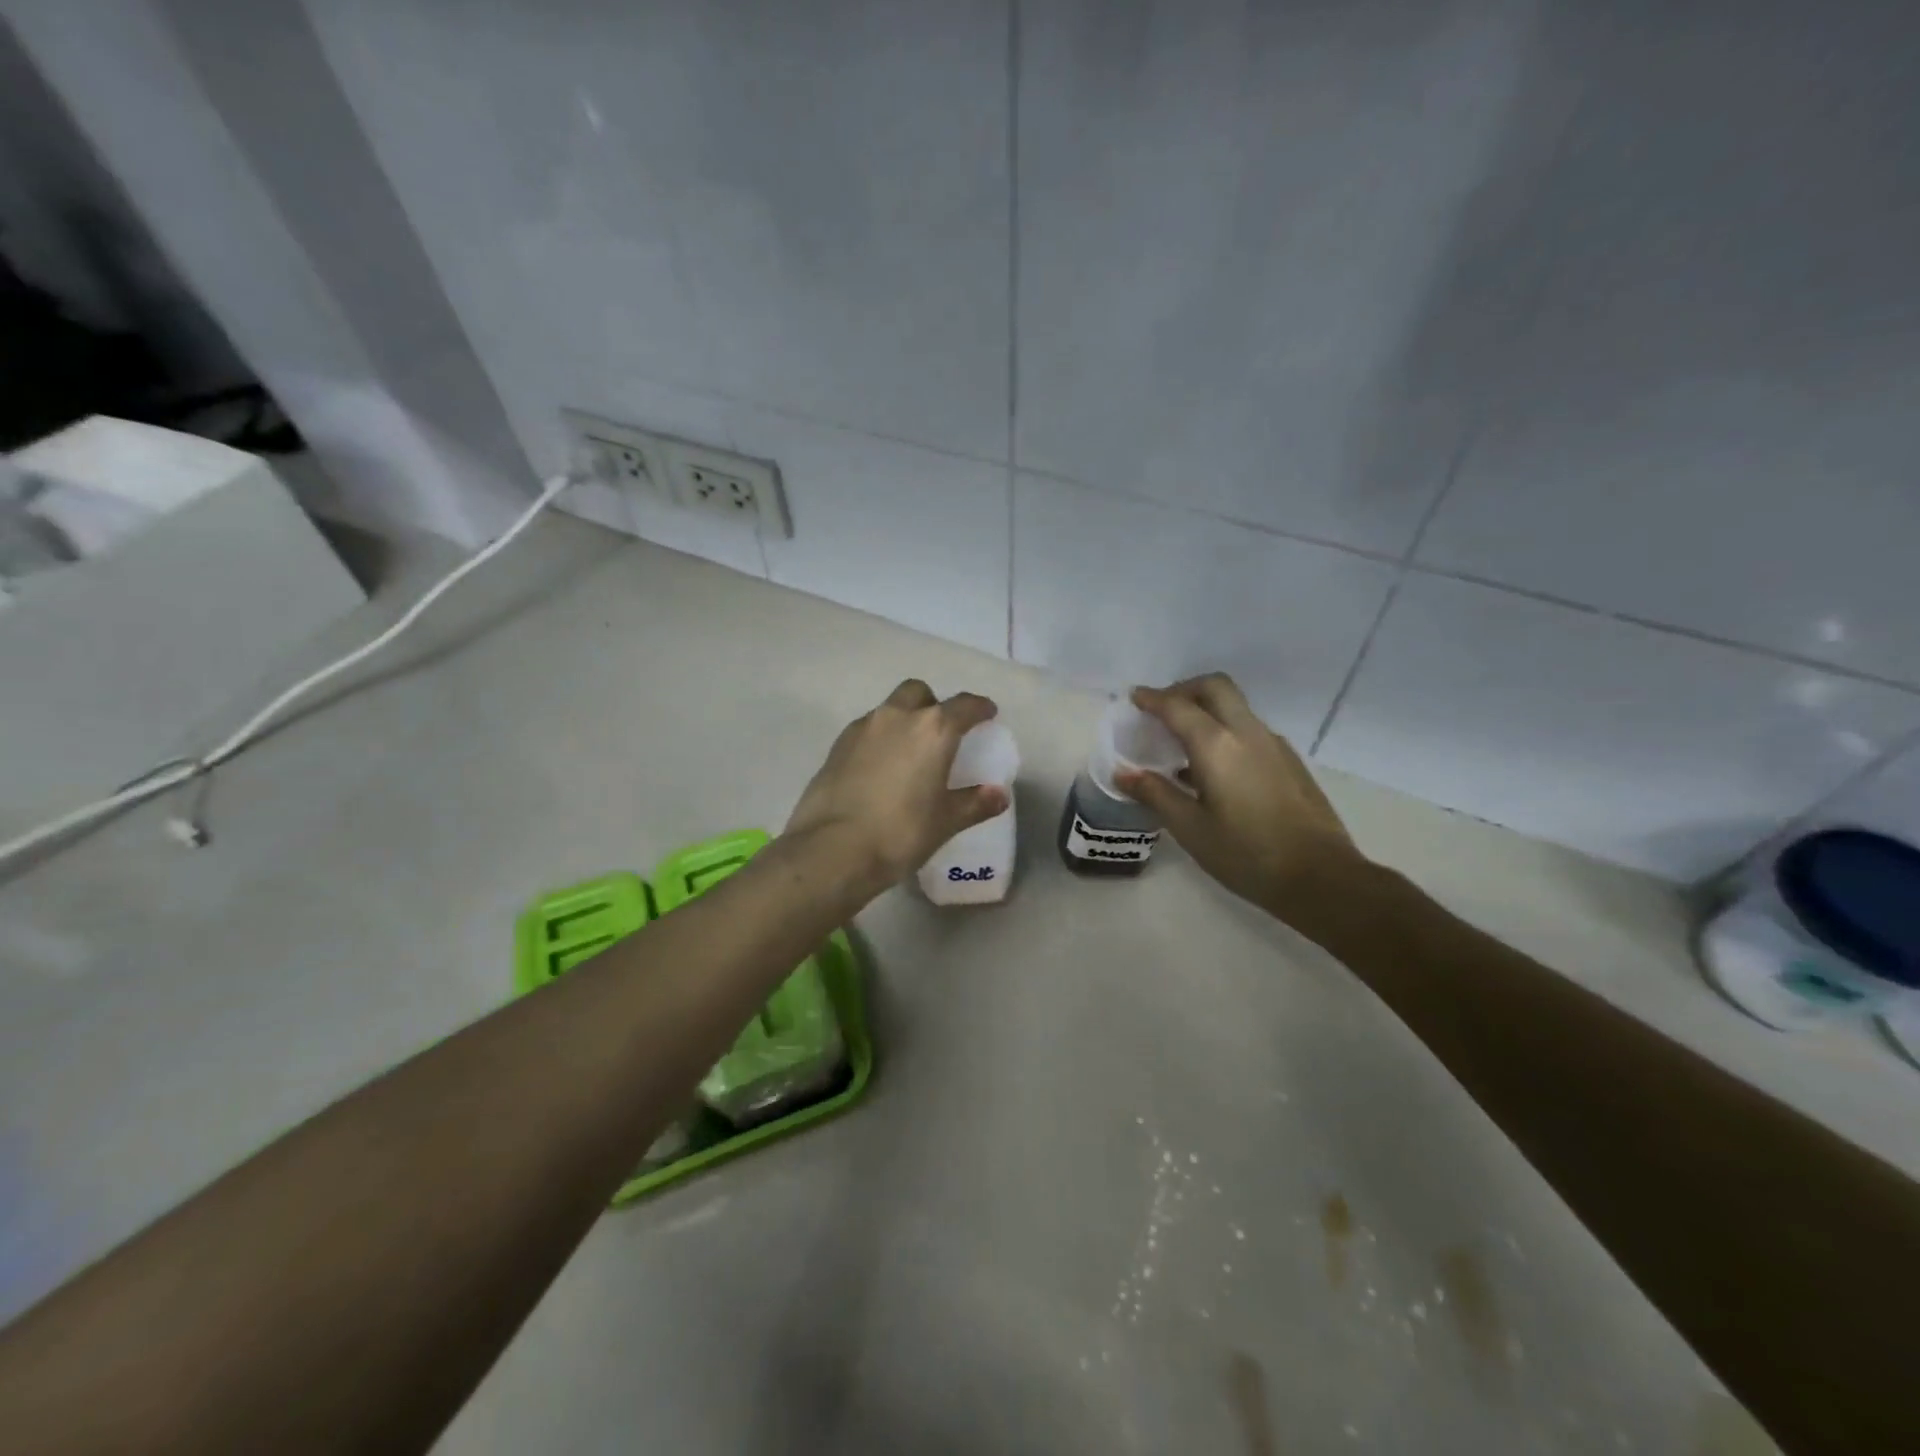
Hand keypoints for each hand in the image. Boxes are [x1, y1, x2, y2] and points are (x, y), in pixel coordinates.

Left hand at [785, 680, 1008, 891]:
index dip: (979, 708)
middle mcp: (897, 717)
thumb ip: (975, 803)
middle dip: (933, 705)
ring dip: (903, 720)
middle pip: (919, 693)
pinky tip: (880, 768)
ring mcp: (862, 728)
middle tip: (941, 733)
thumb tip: (998, 795)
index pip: (964, 705)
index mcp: (932, 730)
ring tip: (909, 753)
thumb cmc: (900, 833)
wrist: (832, 850)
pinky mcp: (837, 745)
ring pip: (889, 709)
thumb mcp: (945, 822)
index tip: (987, 714)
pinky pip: (866, 730)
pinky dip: (879, 739)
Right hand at [1113, 674, 1366, 917]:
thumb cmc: (1246, 854)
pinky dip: (1224, 730)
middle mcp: (1247, 733)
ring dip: (1206, 709)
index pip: (1177, 706)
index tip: (1133, 698)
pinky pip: (1249, 729)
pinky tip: (1214, 768)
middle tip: (1161, 710)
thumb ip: (1155, 794)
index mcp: (1217, 745)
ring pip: (1235, 707)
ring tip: (1182, 741)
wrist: (1321, 877)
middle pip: (1214, 687)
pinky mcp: (1289, 761)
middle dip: (1184, 689)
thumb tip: (1123, 773)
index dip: (1152, 699)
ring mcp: (1273, 744)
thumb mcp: (1190, 828)